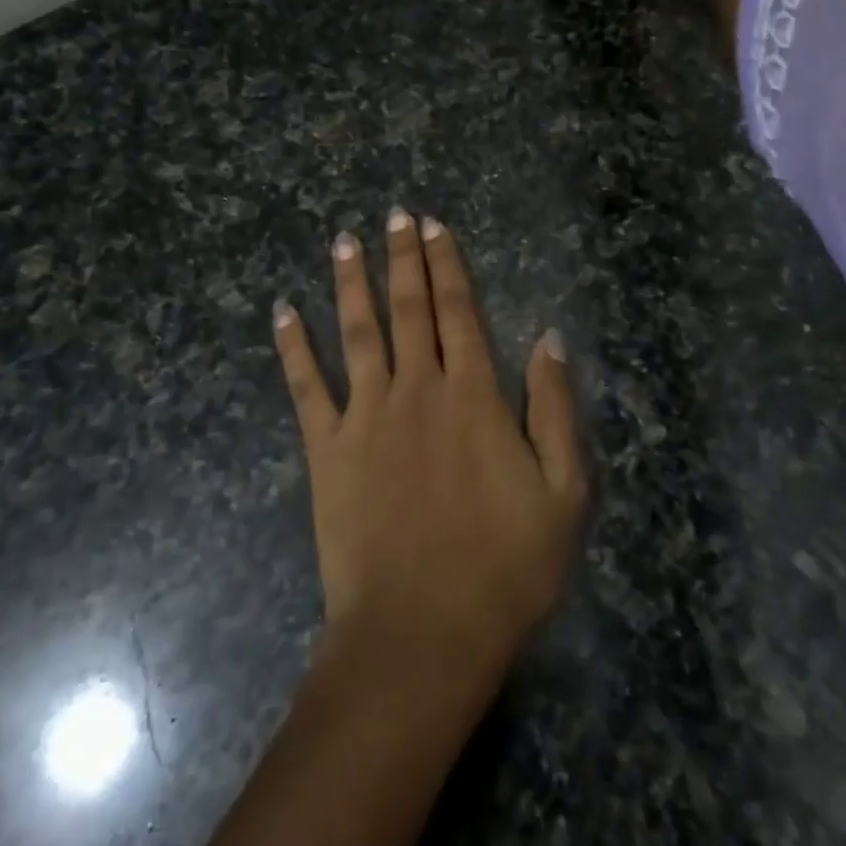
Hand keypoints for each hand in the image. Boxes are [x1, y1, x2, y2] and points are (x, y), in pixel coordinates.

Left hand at [273, 211, 585, 695]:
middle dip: (403, 258)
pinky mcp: (327, 448)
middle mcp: (417, 389)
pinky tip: (283, 311)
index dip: (447, 264)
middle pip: (409, 308)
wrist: (421, 631)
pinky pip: (306, 386)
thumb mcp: (562, 492)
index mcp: (472, 396)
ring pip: (358, 331)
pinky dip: (293, 346)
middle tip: (394, 215)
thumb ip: (553, 409)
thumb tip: (549, 338)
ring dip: (351, 283)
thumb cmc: (504, 568)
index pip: (459, 311)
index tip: (433, 226)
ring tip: (344, 241)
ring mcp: (366, 415)